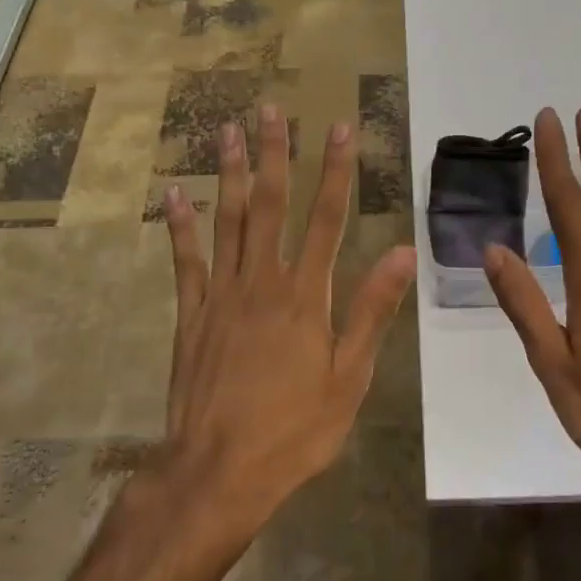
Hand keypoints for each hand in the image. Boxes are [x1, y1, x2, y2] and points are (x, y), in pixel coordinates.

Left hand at [161, 103, 415, 526]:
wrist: (220, 471)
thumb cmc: (295, 429)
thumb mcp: (350, 377)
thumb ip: (372, 311)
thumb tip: (404, 252)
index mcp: (307, 297)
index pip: (328, 219)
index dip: (336, 171)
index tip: (339, 128)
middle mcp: (263, 282)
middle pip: (271, 206)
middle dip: (275, 154)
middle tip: (270, 109)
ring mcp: (221, 295)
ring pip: (228, 221)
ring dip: (230, 173)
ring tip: (228, 130)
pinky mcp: (191, 315)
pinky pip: (185, 261)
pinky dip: (181, 225)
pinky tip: (176, 193)